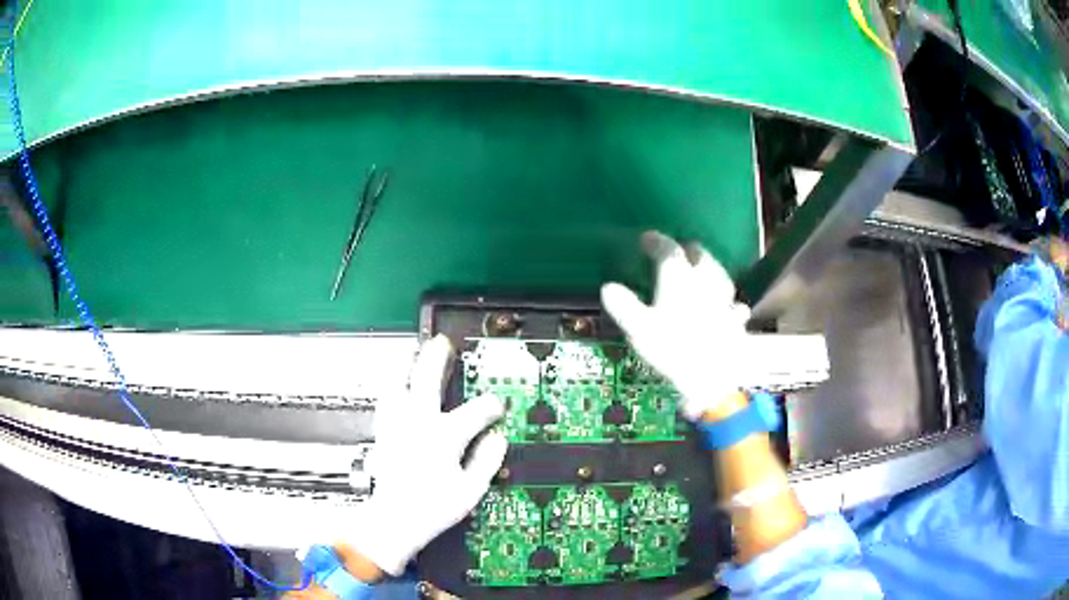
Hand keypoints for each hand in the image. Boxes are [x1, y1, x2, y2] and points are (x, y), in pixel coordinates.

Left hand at [344, 335, 508, 575]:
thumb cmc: (432, 507)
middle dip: (438, 358)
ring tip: (412, 351)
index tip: (498, 405)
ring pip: (398, 384)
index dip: (492, 405)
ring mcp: (398, 426)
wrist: (395, 519)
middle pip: (427, 379)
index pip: (477, 411)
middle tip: (443, 342)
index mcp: (445, 435)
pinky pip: (385, 401)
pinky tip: (394, 384)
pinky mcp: (384, 433)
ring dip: (406, 365)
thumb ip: (487, 460)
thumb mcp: (471, 489)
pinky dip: (391, 387)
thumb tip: (499, 439)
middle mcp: (419, 424)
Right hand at [601, 231, 754, 421]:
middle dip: (687, 249)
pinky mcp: (737, 319)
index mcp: (679, 277)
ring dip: (709, 268)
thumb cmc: (673, 349)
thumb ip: (624, 305)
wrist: (714, 377)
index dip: (656, 241)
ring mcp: (725, 299)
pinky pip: (733, 303)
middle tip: (676, 252)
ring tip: (701, 271)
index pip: (668, 249)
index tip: (646, 239)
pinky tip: (728, 306)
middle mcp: (706, 280)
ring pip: (719, 273)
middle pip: (700, 254)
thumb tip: (608, 287)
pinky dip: (727, 300)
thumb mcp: (639, 328)